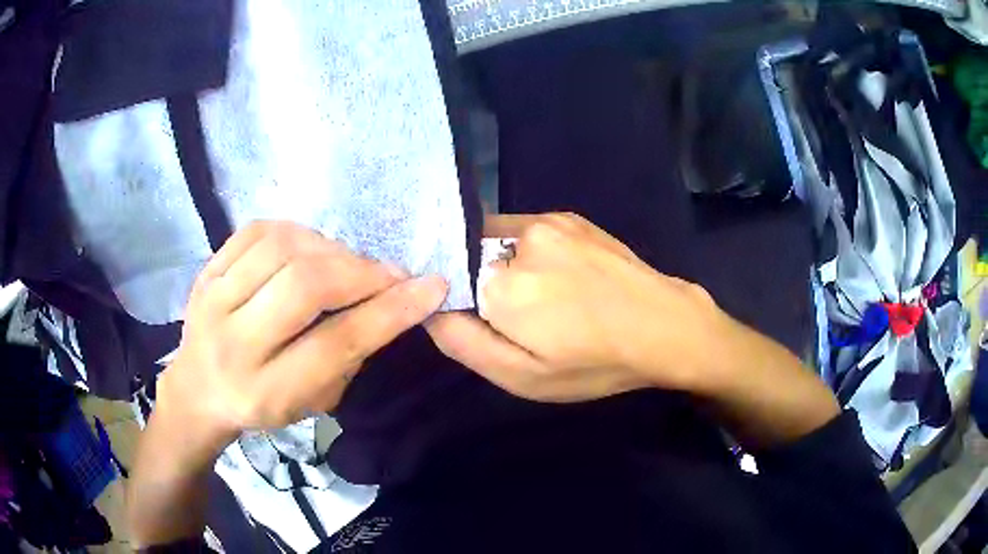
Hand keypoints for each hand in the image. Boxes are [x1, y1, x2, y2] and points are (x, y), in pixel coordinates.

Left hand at [159, 221, 448, 449]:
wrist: (196, 389)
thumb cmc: (260, 404)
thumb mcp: (310, 401)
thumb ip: (348, 356)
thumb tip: (391, 301)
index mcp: (265, 391)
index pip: (334, 344)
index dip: (389, 312)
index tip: (432, 286)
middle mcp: (233, 344)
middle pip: (304, 286)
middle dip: (361, 273)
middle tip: (389, 274)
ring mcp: (212, 300)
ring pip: (282, 249)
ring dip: (330, 249)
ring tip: (347, 264)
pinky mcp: (206, 271)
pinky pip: (257, 231)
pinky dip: (296, 232)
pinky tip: (310, 248)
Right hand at [426, 213, 726, 401]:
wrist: (662, 326)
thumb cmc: (594, 362)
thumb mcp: (524, 376)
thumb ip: (464, 342)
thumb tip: (429, 308)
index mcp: (500, 284)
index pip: (447, 282)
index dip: (458, 301)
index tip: (484, 321)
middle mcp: (517, 240)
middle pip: (471, 258)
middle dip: (481, 283)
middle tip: (522, 316)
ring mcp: (547, 222)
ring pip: (498, 241)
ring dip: (505, 264)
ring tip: (545, 296)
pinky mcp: (569, 216)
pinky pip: (527, 231)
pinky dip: (530, 251)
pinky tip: (562, 275)